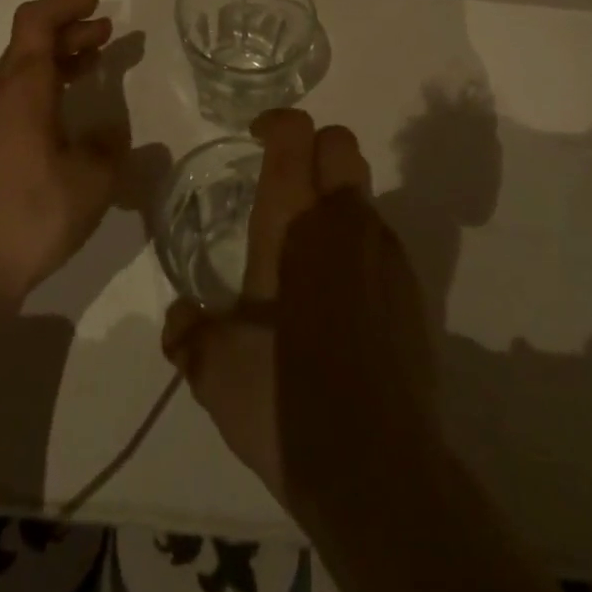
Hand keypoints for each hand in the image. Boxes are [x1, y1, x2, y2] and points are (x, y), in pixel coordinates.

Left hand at [0, 0, 127, 304]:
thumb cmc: (30, 214)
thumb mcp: (91, 182)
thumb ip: (111, 150)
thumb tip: (114, 135)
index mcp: (22, 89)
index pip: (36, 21)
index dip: (66, 5)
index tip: (97, 6)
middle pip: (28, 45)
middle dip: (69, 34)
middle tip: (105, 37)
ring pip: (17, 76)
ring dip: (54, 64)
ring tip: (88, 71)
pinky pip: (7, 104)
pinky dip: (38, 93)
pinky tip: (58, 124)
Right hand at [159, 109, 434, 503]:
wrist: (377, 469)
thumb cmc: (284, 398)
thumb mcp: (215, 368)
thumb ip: (189, 332)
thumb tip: (179, 320)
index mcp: (294, 222)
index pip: (296, 134)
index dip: (277, 122)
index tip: (257, 138)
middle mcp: (345, 221)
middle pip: (341, 143)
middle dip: (312, 147)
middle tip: (283, 186)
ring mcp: (386, 252)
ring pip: (362, 192)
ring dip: (334, 200)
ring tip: (305, 255)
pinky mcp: (412, 288)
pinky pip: (380, 239)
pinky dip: (357, 244)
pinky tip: (338, 300)